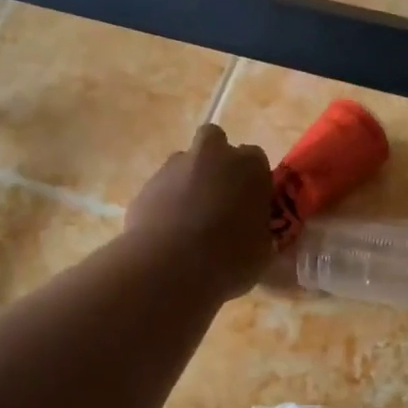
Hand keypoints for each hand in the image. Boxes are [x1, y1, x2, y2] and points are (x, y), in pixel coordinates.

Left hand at [125, 124, 274, 297]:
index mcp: (249, 166)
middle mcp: (213, 154)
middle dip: (216, 162)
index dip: (252, 181)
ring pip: (184, 164)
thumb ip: (259, 229)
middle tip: (218, 196)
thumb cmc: (229, 257)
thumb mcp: (262, 250)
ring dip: (188, 182)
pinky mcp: (146, 184)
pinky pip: (161, 188)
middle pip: (215, 142)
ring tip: (189, 220)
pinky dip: (165, 202)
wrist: (170, 265)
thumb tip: (253, 231)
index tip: (249, 203)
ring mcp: (175, 166)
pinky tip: (167, 231)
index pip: (256, 160)